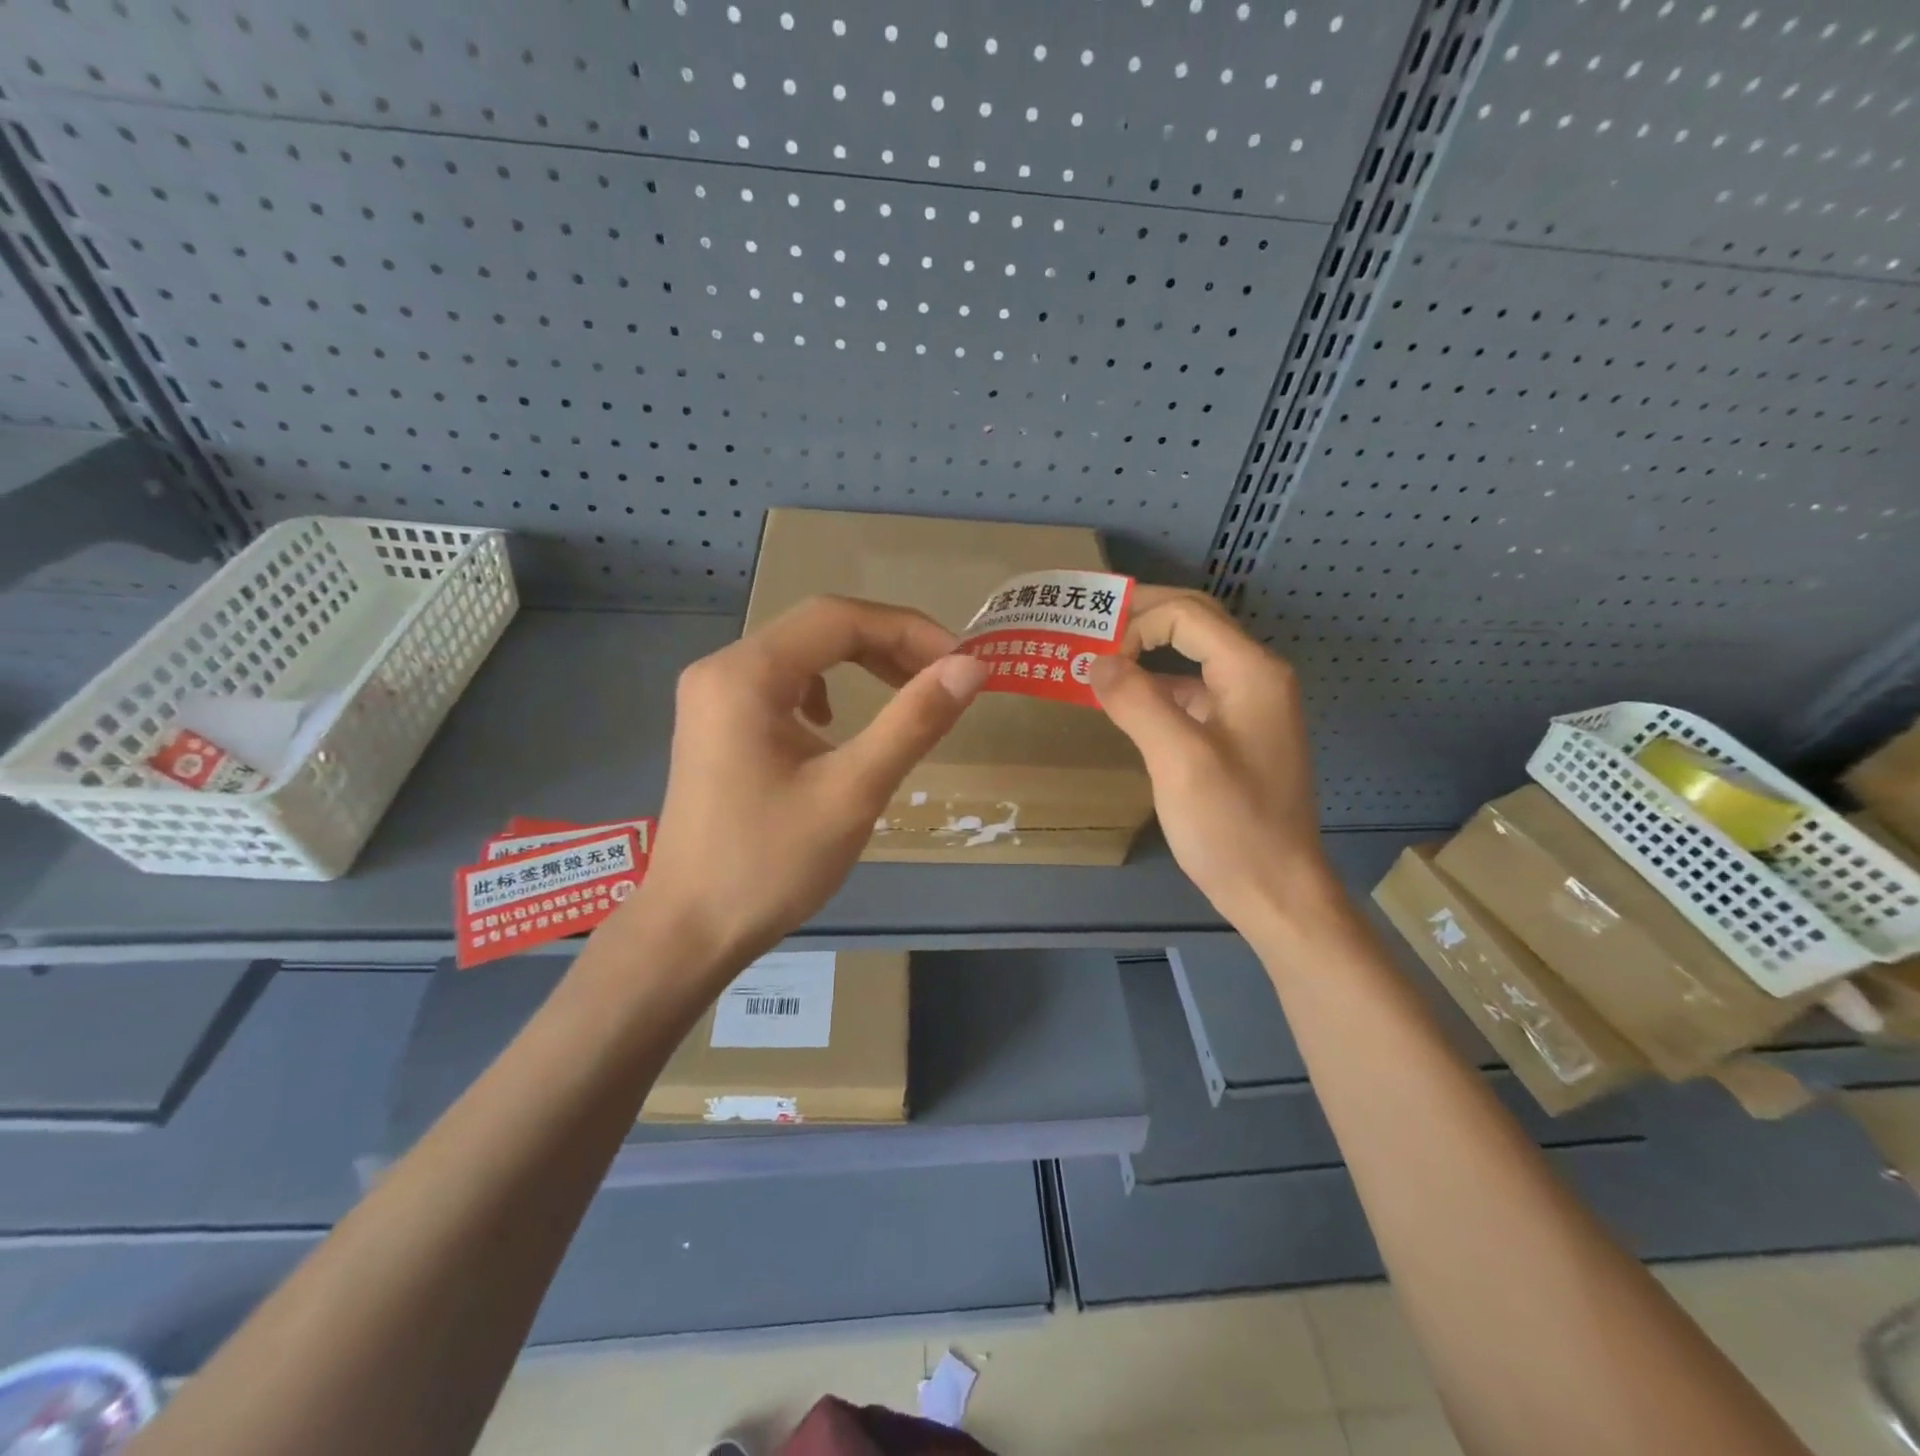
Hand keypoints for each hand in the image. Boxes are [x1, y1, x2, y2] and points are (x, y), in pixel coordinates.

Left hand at [616, 595, 988, 974]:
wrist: (690, 931)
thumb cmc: (769, 864)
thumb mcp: (852, 791)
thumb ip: (913, 722)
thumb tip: (971, 667)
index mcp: (746, 674)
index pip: (839, 618)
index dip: (909, 630)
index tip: (962, 662)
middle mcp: (722, 669)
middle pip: (819, 629)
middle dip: (889, 645)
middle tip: (945, 677)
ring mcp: (713, 697)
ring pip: (802, 654)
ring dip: (860, 663)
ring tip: (906, 693)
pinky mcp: (716, 724)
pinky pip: (781, 684)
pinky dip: (826, 689)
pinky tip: (835, 725)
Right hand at [1088, 587, 1337, 936]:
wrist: (1276, 890)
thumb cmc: (1231, 825)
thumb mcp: (1179, 759)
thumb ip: (1137, 701)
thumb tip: (1095, 661)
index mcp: (1250, 672)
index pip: (1187, 615)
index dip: (1137, 622)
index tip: (1095, 657)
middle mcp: (1255, 678)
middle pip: (1195, 623)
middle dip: (1143, 617)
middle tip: (1090, 624)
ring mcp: (1248, 707)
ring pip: (1193, 656)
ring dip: (1147, 649)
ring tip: (1100, 657)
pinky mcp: (1236, 734)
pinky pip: (1192, 692)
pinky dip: (1157, 686)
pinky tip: (1126, 702)